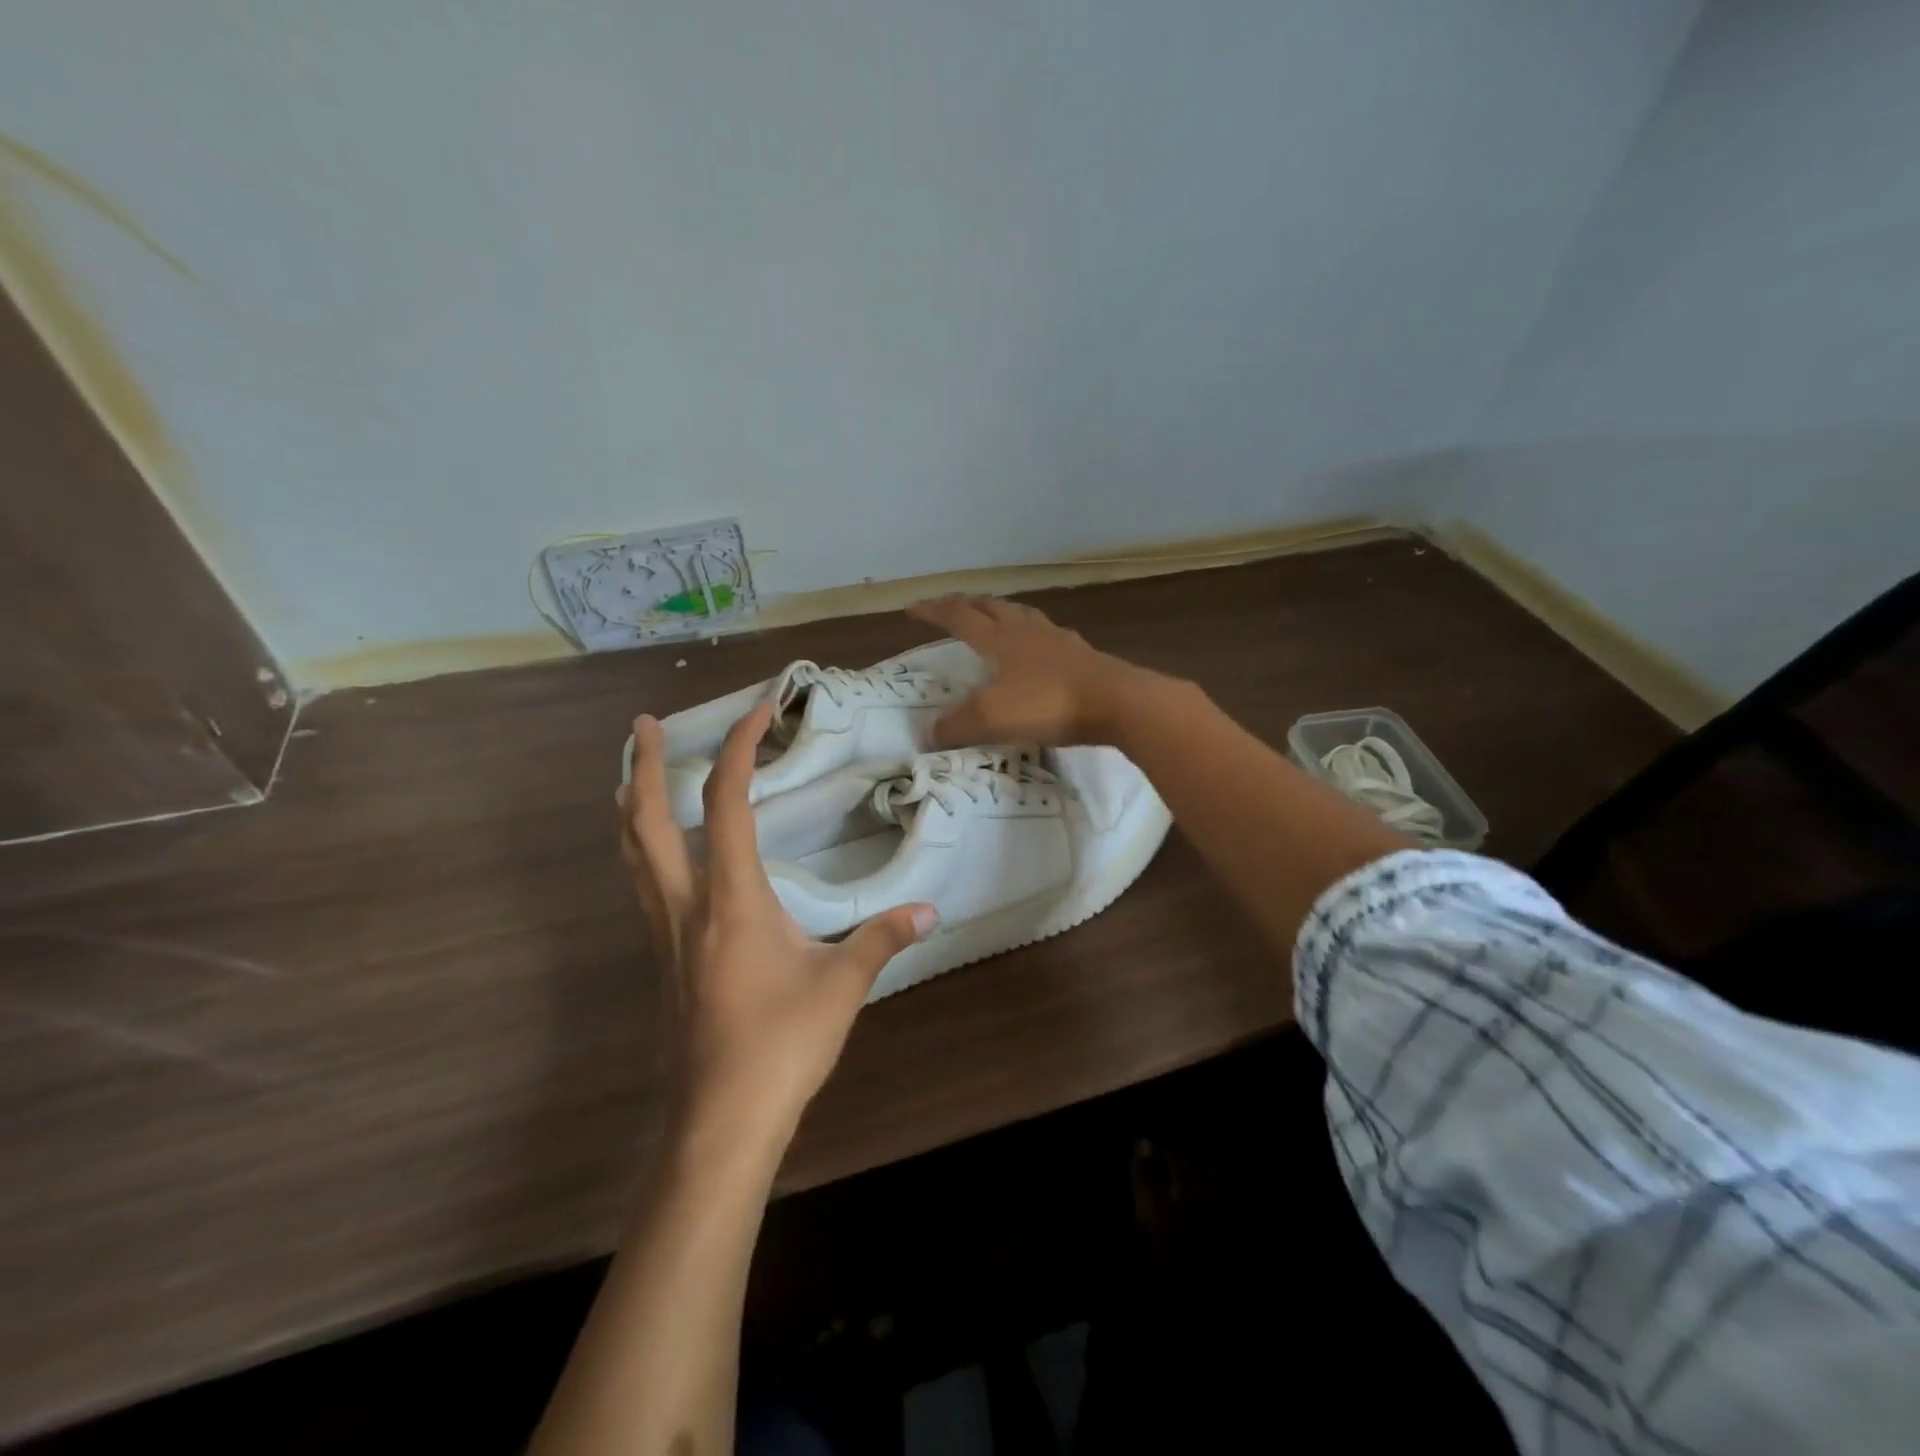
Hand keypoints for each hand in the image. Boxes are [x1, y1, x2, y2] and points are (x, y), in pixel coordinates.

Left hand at [619, 700, 937, 1147]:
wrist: (720, 1122)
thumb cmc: (782, 1046)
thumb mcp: (842, 986)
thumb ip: (881, 939)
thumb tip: (929, 910)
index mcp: (732, 899)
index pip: (726, 803)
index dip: (737, 748)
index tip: (757, 711)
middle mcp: (686, 906)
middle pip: (645, 822)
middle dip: (641, 765)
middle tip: (641, 723)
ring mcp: (666, 935)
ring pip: (631, 855)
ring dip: (629, 805)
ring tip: (632, 773)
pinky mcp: (665, 960)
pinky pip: (642, 886)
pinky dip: (642, 849)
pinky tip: (661, 855)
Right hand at [906, 594, 1159, 747]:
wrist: (1117, 702)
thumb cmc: (1049, 704)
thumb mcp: (992, 718)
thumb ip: (956, 725)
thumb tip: (929, 733)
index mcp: (1000, 639)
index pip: (958, 616)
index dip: (933, 611)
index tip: (912, 608)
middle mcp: (1027, 631)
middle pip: (991, 607)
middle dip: (966, 604)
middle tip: (950, 606)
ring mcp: (1058, 641)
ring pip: (1022, 615)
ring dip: (1001, 612)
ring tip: (993, 617)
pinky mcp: (1082, 656)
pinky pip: (1048, 636)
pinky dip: (1033, 635)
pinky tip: (1039, 648)